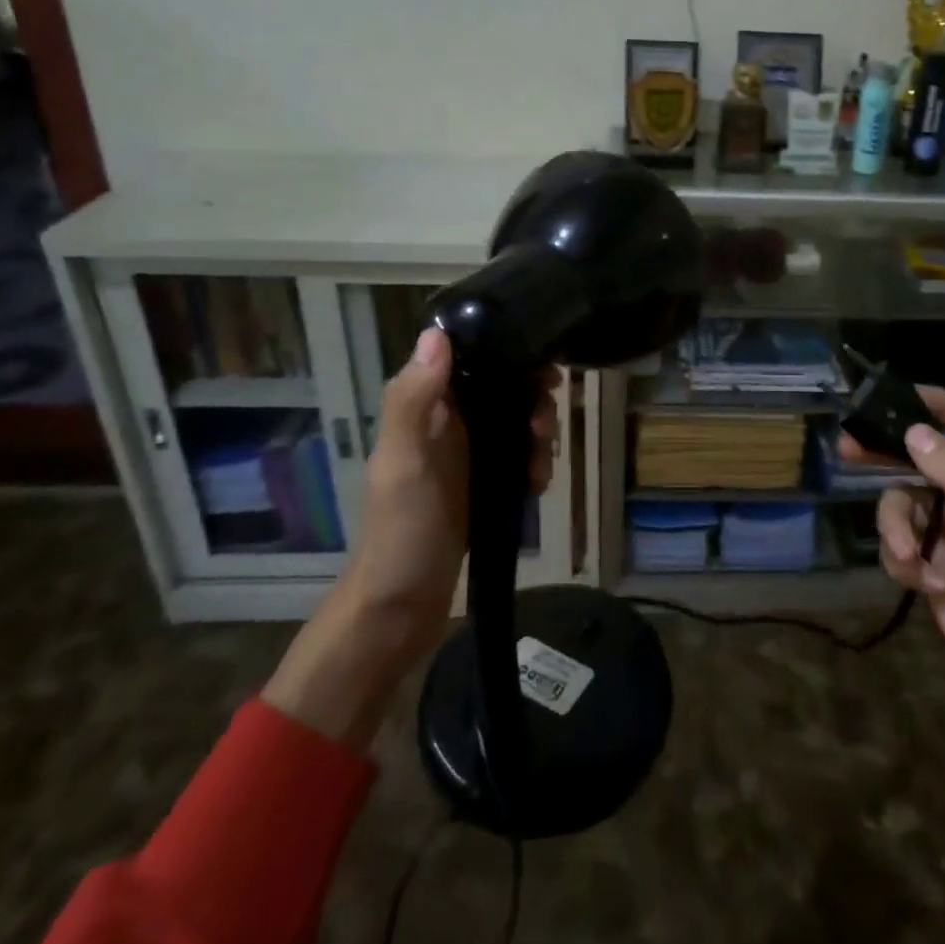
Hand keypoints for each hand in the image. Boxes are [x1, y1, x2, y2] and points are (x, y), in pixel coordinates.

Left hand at [263, 328, 558, 752]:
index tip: (544, 369)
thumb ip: (413, 399)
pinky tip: (536, 486)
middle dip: (531, 402)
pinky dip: (533, 465)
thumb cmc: (402, 532)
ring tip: (540, 466)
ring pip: (514, 423)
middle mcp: (445, 424)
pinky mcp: (481, 484)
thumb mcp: (405, 463)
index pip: (470, 359)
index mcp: (422, 410)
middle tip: (543, 428)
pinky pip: (517, 458)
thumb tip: (436, 333)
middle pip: (502, 389)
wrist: (400, 609)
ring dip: (537, 435)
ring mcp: (465, 455)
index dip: (508, 354)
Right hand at [848, 388, 944, 835]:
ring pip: (910, 506)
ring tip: (907, 557)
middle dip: (893, 457)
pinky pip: (907, 546)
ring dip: (898, 526)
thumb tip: (914, 431)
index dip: (942, 406)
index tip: (896, 399)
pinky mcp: (942, 573)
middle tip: (849, 449)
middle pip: (931, 461)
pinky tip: (919, 583)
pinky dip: (904, 559)